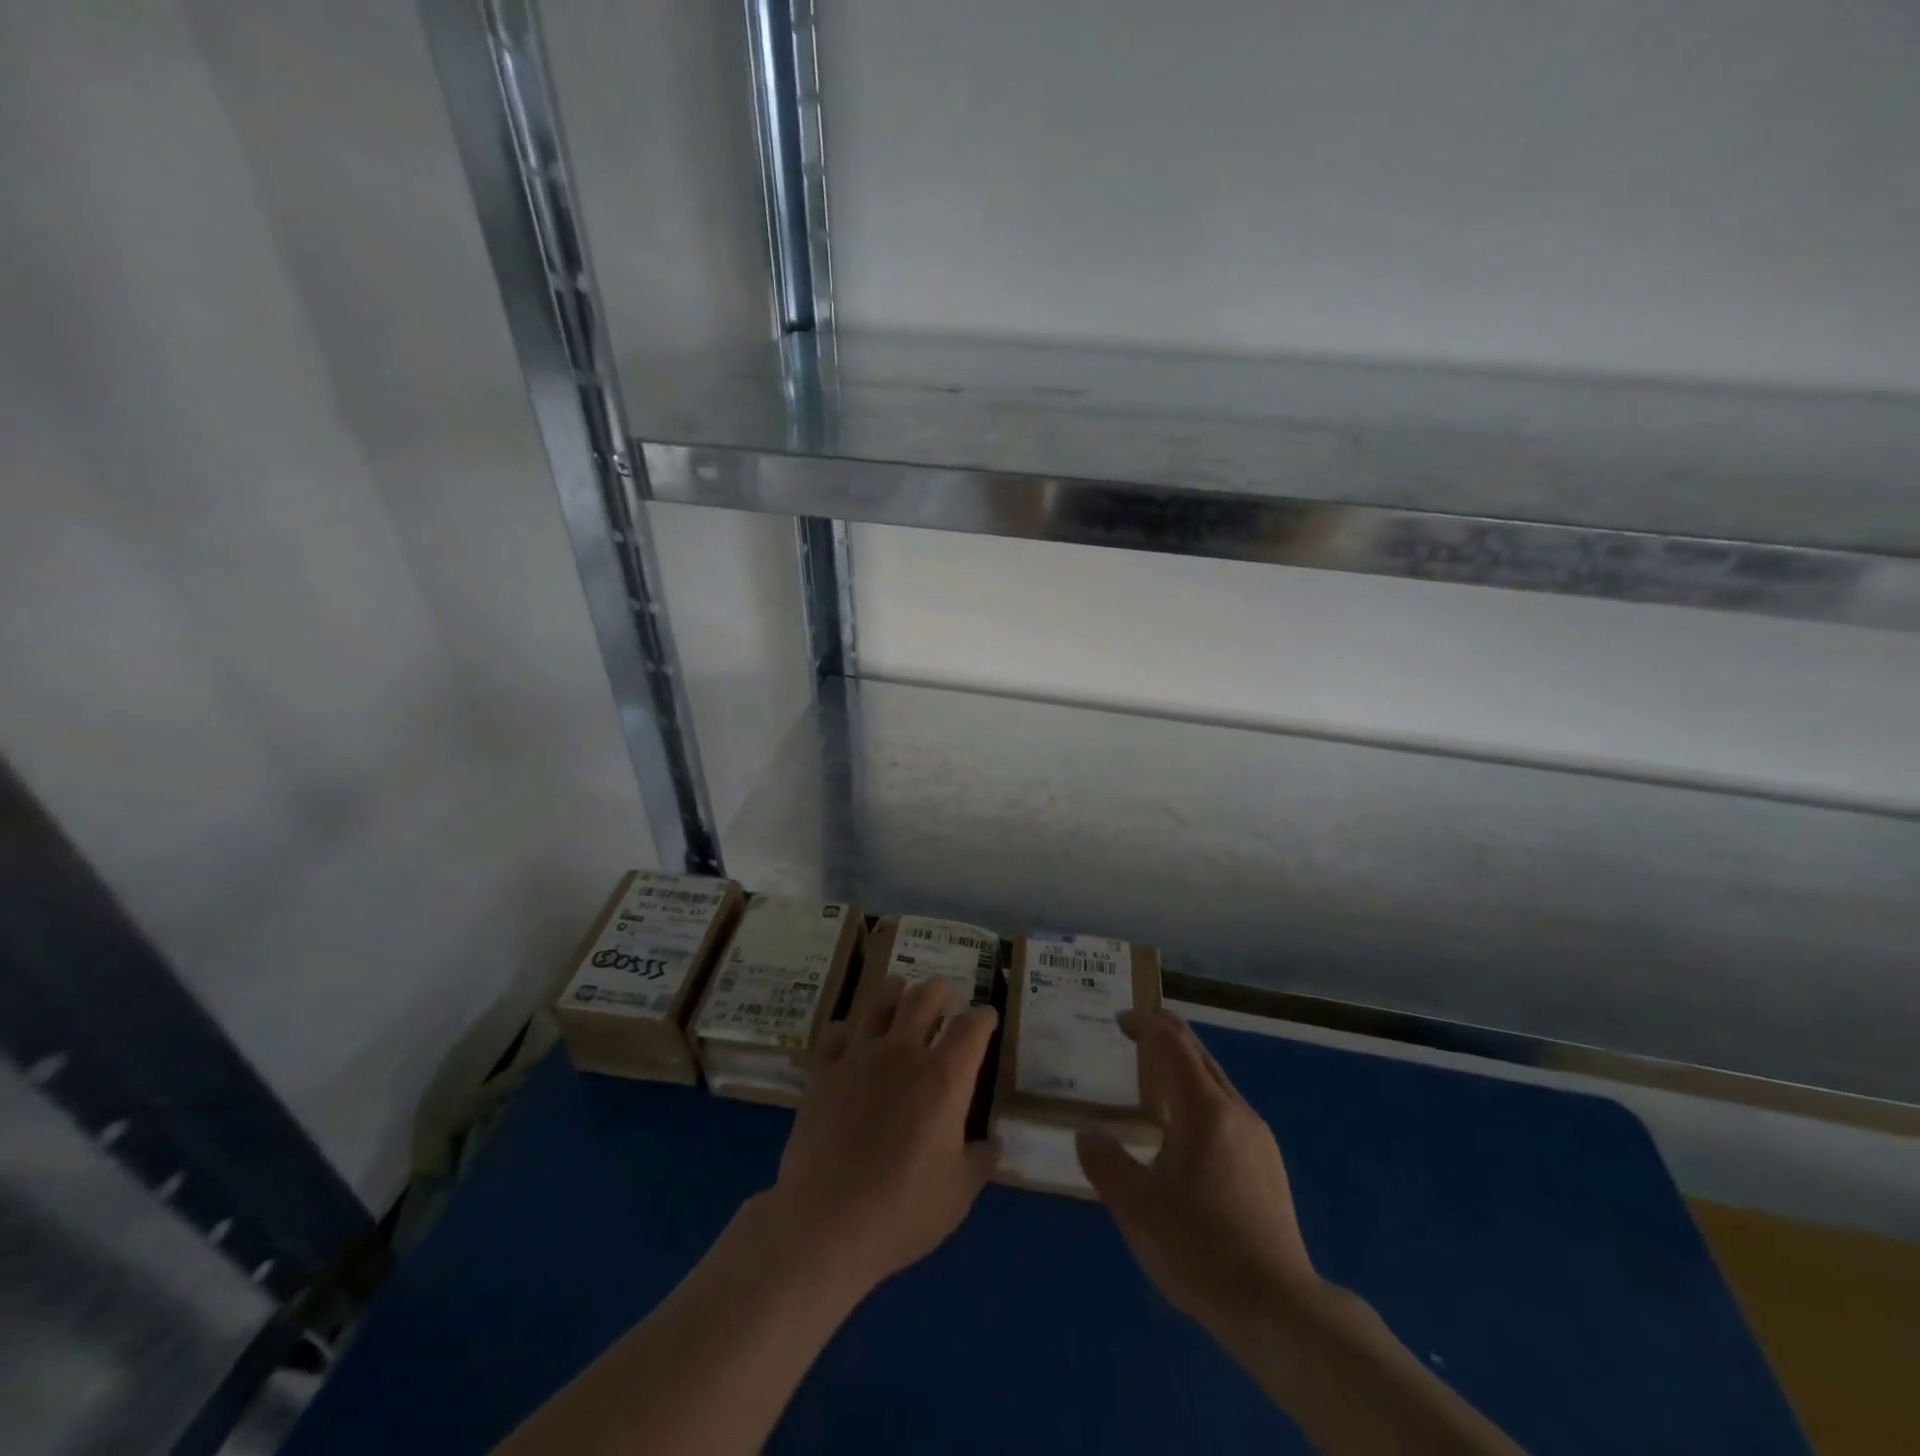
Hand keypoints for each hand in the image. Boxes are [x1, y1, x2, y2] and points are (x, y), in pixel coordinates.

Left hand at [764, 975, 998, 1296]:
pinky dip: (849, 1029)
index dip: (983, 1018)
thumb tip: (994, 1143)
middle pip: (925, 997)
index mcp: (945, 1078)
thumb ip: (980, 1160)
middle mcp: (904, 1053)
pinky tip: (851, 1036)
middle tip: (946, 995)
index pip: (972, 1028)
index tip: (987, 1018)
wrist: (826, 1222)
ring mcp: (860, 1056)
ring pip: (880, 1003)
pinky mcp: (824, 1071)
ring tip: (901, 990)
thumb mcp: (958, 1194)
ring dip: (896, 992)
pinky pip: (837, 1033)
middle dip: (941, 990)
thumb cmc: (903, 1210)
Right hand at [1076, 1009, 1322, 1331]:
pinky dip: (1200, 1094)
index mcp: (1204, 1110)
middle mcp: (1236, 1112)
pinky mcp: (1268, 1165)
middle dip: (1168, 1033)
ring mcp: (1258, 1138)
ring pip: (1216, 1082)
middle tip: (1138, 1027)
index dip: (1145, 1025)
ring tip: (1155, 1074)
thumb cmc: (1200, 1250)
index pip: (1172, 1046)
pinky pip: (1228, 1109)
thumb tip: (1086, 1133)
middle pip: (1200, 1055)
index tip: (1120, 1018)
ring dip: (1185, 1066)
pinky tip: (1187, 1126)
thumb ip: (1106, 1164)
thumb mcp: (1137, 1209)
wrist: (1278, 1308)